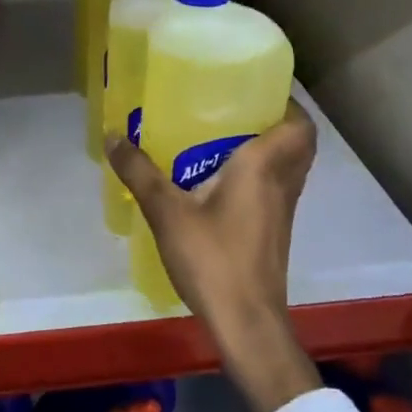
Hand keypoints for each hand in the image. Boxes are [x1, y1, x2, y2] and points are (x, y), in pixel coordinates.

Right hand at [107, 101, 321, 411]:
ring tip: (224, 138)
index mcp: (264, 166)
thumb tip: (113, 135)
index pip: (298, 125)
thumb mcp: (167, 212)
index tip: (257, 89)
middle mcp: (282, 183)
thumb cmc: (213, 258)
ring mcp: (282, 211)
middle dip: (275, 122)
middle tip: (237, 110)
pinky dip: (259, 176)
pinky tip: (220, 182)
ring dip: (269, 150)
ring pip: (288, 167)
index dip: (287, 103)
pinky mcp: (274, 232)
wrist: (246, 322)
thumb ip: (140, 172)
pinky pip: (275, 188)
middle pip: (298, 143)